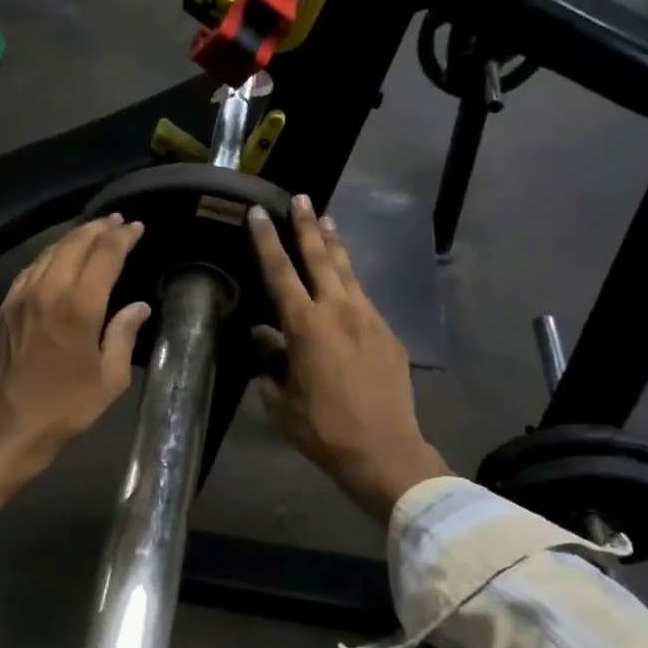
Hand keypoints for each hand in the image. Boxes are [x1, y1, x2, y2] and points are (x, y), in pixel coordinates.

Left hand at [0, 215, 152, 536]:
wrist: (8, 427)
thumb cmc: (66, 408)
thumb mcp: (110, 379)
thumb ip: (124, 335)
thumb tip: (139, 306)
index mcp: (79, 307)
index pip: (104, 255)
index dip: (123, 236)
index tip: (137, 226)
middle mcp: (48, 291)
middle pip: (74, 243)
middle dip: (99, 228)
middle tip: (117, 221)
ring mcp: (21, 296)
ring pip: (49, 251)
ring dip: (73, 237)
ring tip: (92, 232)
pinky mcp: (5, 307)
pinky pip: (30, 269)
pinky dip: (49, 255)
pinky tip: (58, 257)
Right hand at [249, 196, 450, 524]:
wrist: (384, 450)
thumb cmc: (323, 429)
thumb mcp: (281, 400)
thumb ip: (271, 362)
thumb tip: (265, 336)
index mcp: (306, 326)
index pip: (280, 272)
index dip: (266, 241)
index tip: (258, 213)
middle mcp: (339, 311)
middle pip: (320, 257)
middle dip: (306, 226)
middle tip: (300, 198)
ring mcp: (369, 318)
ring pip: (348, 271)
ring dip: (334, 244)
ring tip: (326, 220)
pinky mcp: (389, 333)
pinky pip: (364, 298)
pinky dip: (350, 282)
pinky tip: (346, 282)